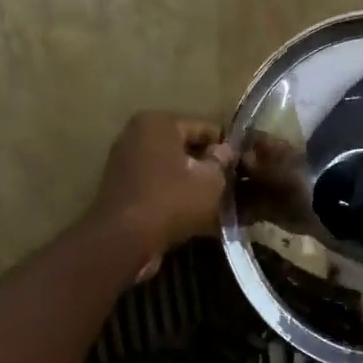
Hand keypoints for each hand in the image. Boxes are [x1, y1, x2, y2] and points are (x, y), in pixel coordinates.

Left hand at [91, 112, 234, 266]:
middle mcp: (136, 134)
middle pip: (185, 146)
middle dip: (206, 163)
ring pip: (170, 167)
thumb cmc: (172, 201)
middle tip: (230, 184)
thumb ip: (222, 162)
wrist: (124, 241)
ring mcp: (124, 161)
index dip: (228, 147)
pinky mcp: (119, 187)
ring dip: (190, 181)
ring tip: (213, 200)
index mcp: (158, 122)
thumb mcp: (211, 181)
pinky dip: (172, 193)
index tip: (243, 166)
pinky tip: (191, 211)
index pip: (205, 127)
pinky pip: (156, 184)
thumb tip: (226, 151)